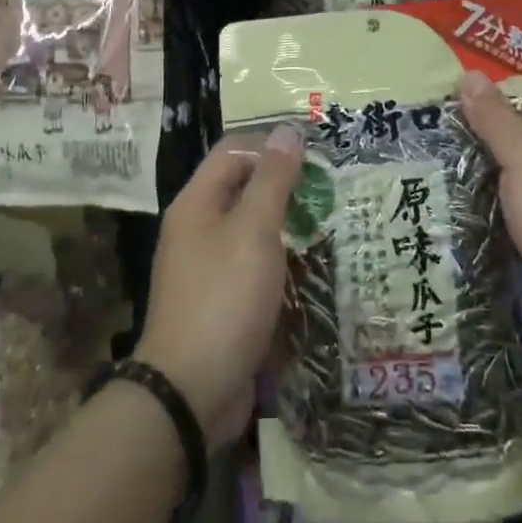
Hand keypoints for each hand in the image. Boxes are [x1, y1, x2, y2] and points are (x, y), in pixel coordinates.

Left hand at [135, 126, 302, 448]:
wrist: (190, 392)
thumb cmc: (224, 298)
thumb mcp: (254, 230)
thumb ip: (273, 179)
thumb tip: (288, 130)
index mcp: (197, 203)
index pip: (234, 150)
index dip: (272, 145)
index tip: (315, 156)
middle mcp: (197, 228)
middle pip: (243, 187)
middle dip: (285, 185)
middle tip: (330, 191)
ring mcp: (207, 266)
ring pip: (251, 228)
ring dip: (287, 224)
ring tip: (329, 225)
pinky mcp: (221, 300)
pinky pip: (253, 264)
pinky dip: (280, 259)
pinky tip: (310, 267)